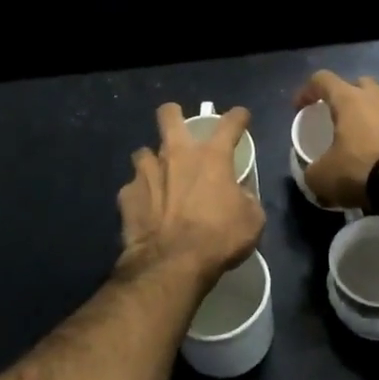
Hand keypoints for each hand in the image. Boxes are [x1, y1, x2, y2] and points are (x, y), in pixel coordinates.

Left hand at [118, 103, 263, 290]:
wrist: (172, 264)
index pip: (230, 123)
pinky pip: (132, 188)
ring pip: (143, 152)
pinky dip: (139, 195)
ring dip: (152, 162)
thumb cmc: (219, 238)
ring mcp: (146, 173)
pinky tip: (145, 209)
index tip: (241, 118)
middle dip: (174, 115)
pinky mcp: (127, 195)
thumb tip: (239, 195)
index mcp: (211, 157)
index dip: (238, 117)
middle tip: (180, 128)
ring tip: (159, 177)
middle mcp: (176, 155)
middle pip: (169, 115)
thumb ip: (246, 199)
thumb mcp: (251, 220)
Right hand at [294, 72, 378, 210]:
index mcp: (349, 99)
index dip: (306, 91)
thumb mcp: (322, 177)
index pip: (322, 79)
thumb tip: (312, 174)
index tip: (299, 109)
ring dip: (367, 114)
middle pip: (357, 84)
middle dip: (344, 96)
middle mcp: (375, 97)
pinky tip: (376, 152)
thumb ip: (311, 171)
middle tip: (335, 116)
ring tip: (357, 136)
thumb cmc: (359, 169)